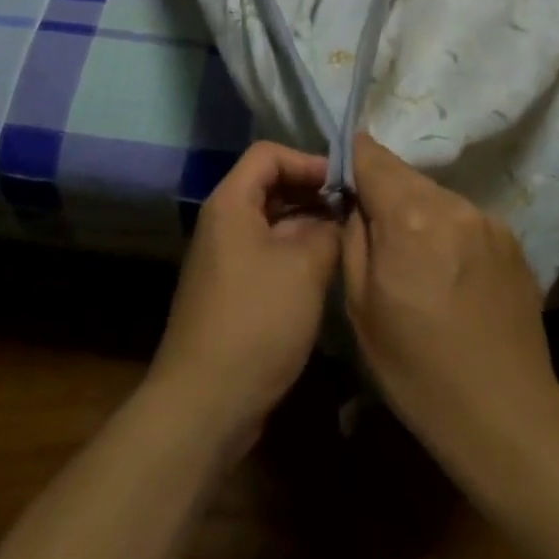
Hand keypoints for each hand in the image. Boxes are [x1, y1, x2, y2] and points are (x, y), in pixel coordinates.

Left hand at [146, 142, 340, 451]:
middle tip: (353, 210)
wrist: (204, 403)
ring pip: (271, 222)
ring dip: (308, 225)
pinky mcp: (232, 290)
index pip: (268, 154)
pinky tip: (325, 271)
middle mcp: (223, 223)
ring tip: (347, 239)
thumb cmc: (256, 322)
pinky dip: (296, 253)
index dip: (308, 160)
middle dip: (312, 192)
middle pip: (270, 186)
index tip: (344, 183)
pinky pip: (267, 253)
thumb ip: (327, 230)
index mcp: (231, 203)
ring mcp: (225, 258)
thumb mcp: (304, 268)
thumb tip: (339, 216)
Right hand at [341, 134, 558, 448]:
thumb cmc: (417, 367)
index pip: (373, 156)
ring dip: (418, 213)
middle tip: (375, 231)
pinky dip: (448, 232)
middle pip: (406, 175)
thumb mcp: (361, 306)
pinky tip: (450, 275)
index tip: (342, 175)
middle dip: (385, 191)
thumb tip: (355, 202)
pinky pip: (465, 220)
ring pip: (437, 196)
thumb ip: (353, 237)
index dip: (353, 158)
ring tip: (415, 259)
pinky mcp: (512, 241)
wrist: (504, 414)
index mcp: (409, 216)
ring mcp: (488, 221)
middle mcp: (452, 204)